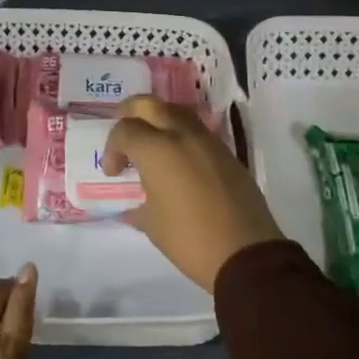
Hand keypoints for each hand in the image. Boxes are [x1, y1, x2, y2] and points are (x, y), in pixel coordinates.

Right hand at [102, 96, 282, 291]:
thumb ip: (137, 206)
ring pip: (177, 113)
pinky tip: (179, 164)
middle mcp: (182, 135)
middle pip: (150, 105)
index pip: (125, 130)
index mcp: (157, 150)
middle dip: (131, 113)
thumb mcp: (152, 224)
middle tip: (125, 136)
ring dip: (159, 122)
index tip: (114, 173)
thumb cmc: (189, 239)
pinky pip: (197, 132)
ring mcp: (209, 142)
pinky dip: (181, 137)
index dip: (112, 148)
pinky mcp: (227, 154)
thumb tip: (133, 206)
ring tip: (152, 147)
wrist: (246, 253)